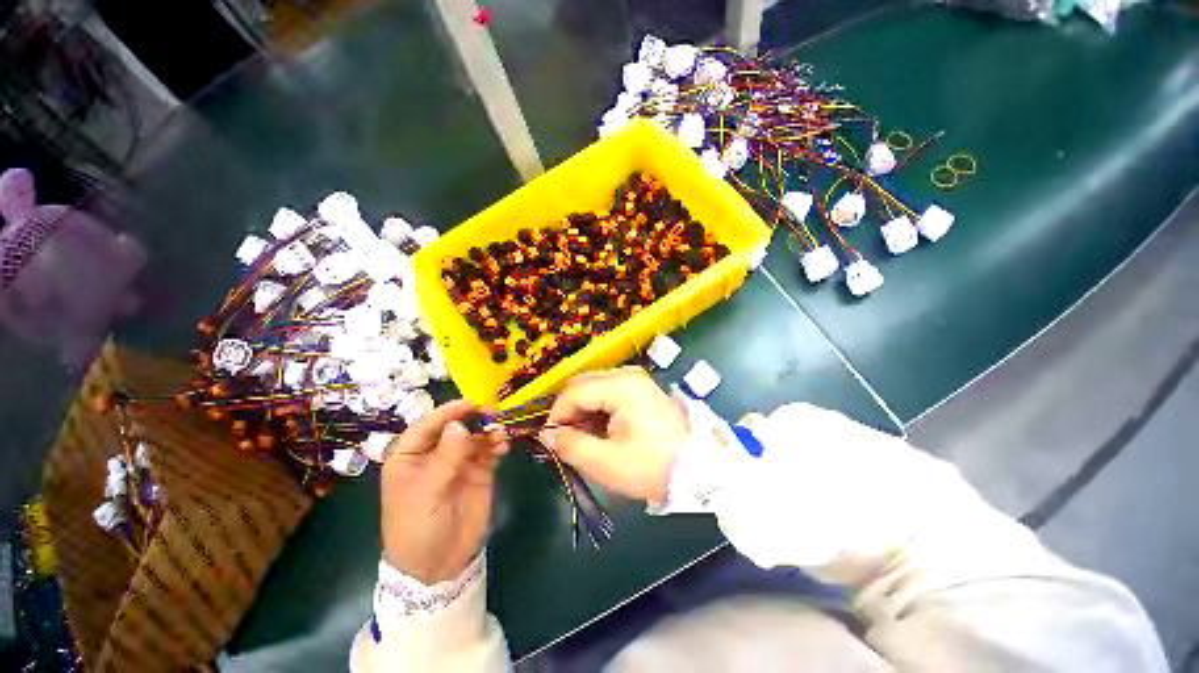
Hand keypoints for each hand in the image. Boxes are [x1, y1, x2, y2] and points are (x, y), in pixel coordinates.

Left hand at [381, 400, 508, 583]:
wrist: (438, 565)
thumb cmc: (418, 528)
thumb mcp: (427, 493)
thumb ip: (445, 457)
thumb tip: (458, 425)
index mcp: (410, 457)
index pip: (427, 426)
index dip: (447, 413)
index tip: (469, 404)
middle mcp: (435, 454)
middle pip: (455, 427)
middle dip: (473, 418)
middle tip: (492, 413)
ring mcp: (459, 462)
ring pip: (475, 436)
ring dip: (489, 430)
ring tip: (501, 433)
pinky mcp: (479, 472)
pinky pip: (489, 450)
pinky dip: (497, 444)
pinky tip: (503, 445)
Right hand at [543, 367, 688, 501]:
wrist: (699, 469)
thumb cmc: (652, 466)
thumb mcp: (606, 462)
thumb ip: (571, 445)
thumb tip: (547, 435)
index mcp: (621, 386)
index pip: (574, 392)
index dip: (556, 415)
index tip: (549, 440)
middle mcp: (628, 374)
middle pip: (583, 384)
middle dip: (569, 411)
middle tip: (565, 439)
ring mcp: (637, 380)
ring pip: (595, 387)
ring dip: (583, 410)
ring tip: (584, 438)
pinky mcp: (642, 389)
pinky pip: (609, 391)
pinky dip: (598, 409)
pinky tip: (601, 430)